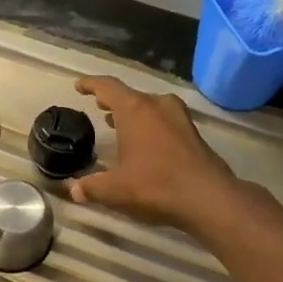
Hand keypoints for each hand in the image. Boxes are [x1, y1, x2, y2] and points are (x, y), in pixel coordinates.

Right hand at [69, 76, 239, 229]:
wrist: (208, 197)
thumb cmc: (155, 185)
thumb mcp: (115, 189)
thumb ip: (91, 187)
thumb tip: (74, 190)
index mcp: (134, 109)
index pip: (107, 86)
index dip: (91, 84)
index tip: (79, 86)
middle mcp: (157, 105)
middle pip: (130, 95)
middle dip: (112, 100)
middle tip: (99, 106)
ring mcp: (179, 117)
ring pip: (150, 106)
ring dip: (133, 112)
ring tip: (118, 122)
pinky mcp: (193, 132)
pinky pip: (165, 119)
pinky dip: (150, 124)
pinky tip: (145, 141)